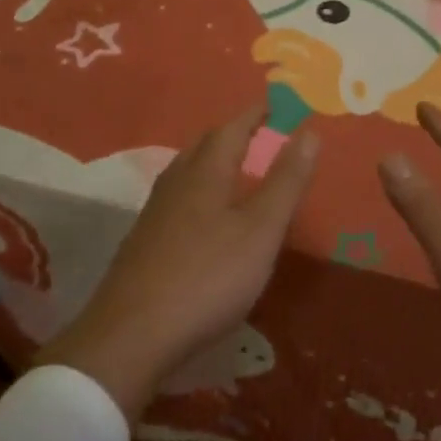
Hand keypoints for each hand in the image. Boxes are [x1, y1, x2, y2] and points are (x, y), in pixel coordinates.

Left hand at [37, 109, 317, 421]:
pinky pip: (177, 198)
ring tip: (233, 169)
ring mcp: (155, 212)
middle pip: (205, 146)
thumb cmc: (207, 277)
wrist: (131, 335)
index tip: (274, 104)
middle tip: (257, 133)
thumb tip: (310, 131)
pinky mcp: (143, 242)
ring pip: (187, 171)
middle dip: (232, 134)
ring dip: (212, 161)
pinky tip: (203, 217)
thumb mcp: (261, 231)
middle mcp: (176, 182)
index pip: (232, 128)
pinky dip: (198, 191)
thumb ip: (286, 181)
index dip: (255, 114)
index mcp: (205, 172)